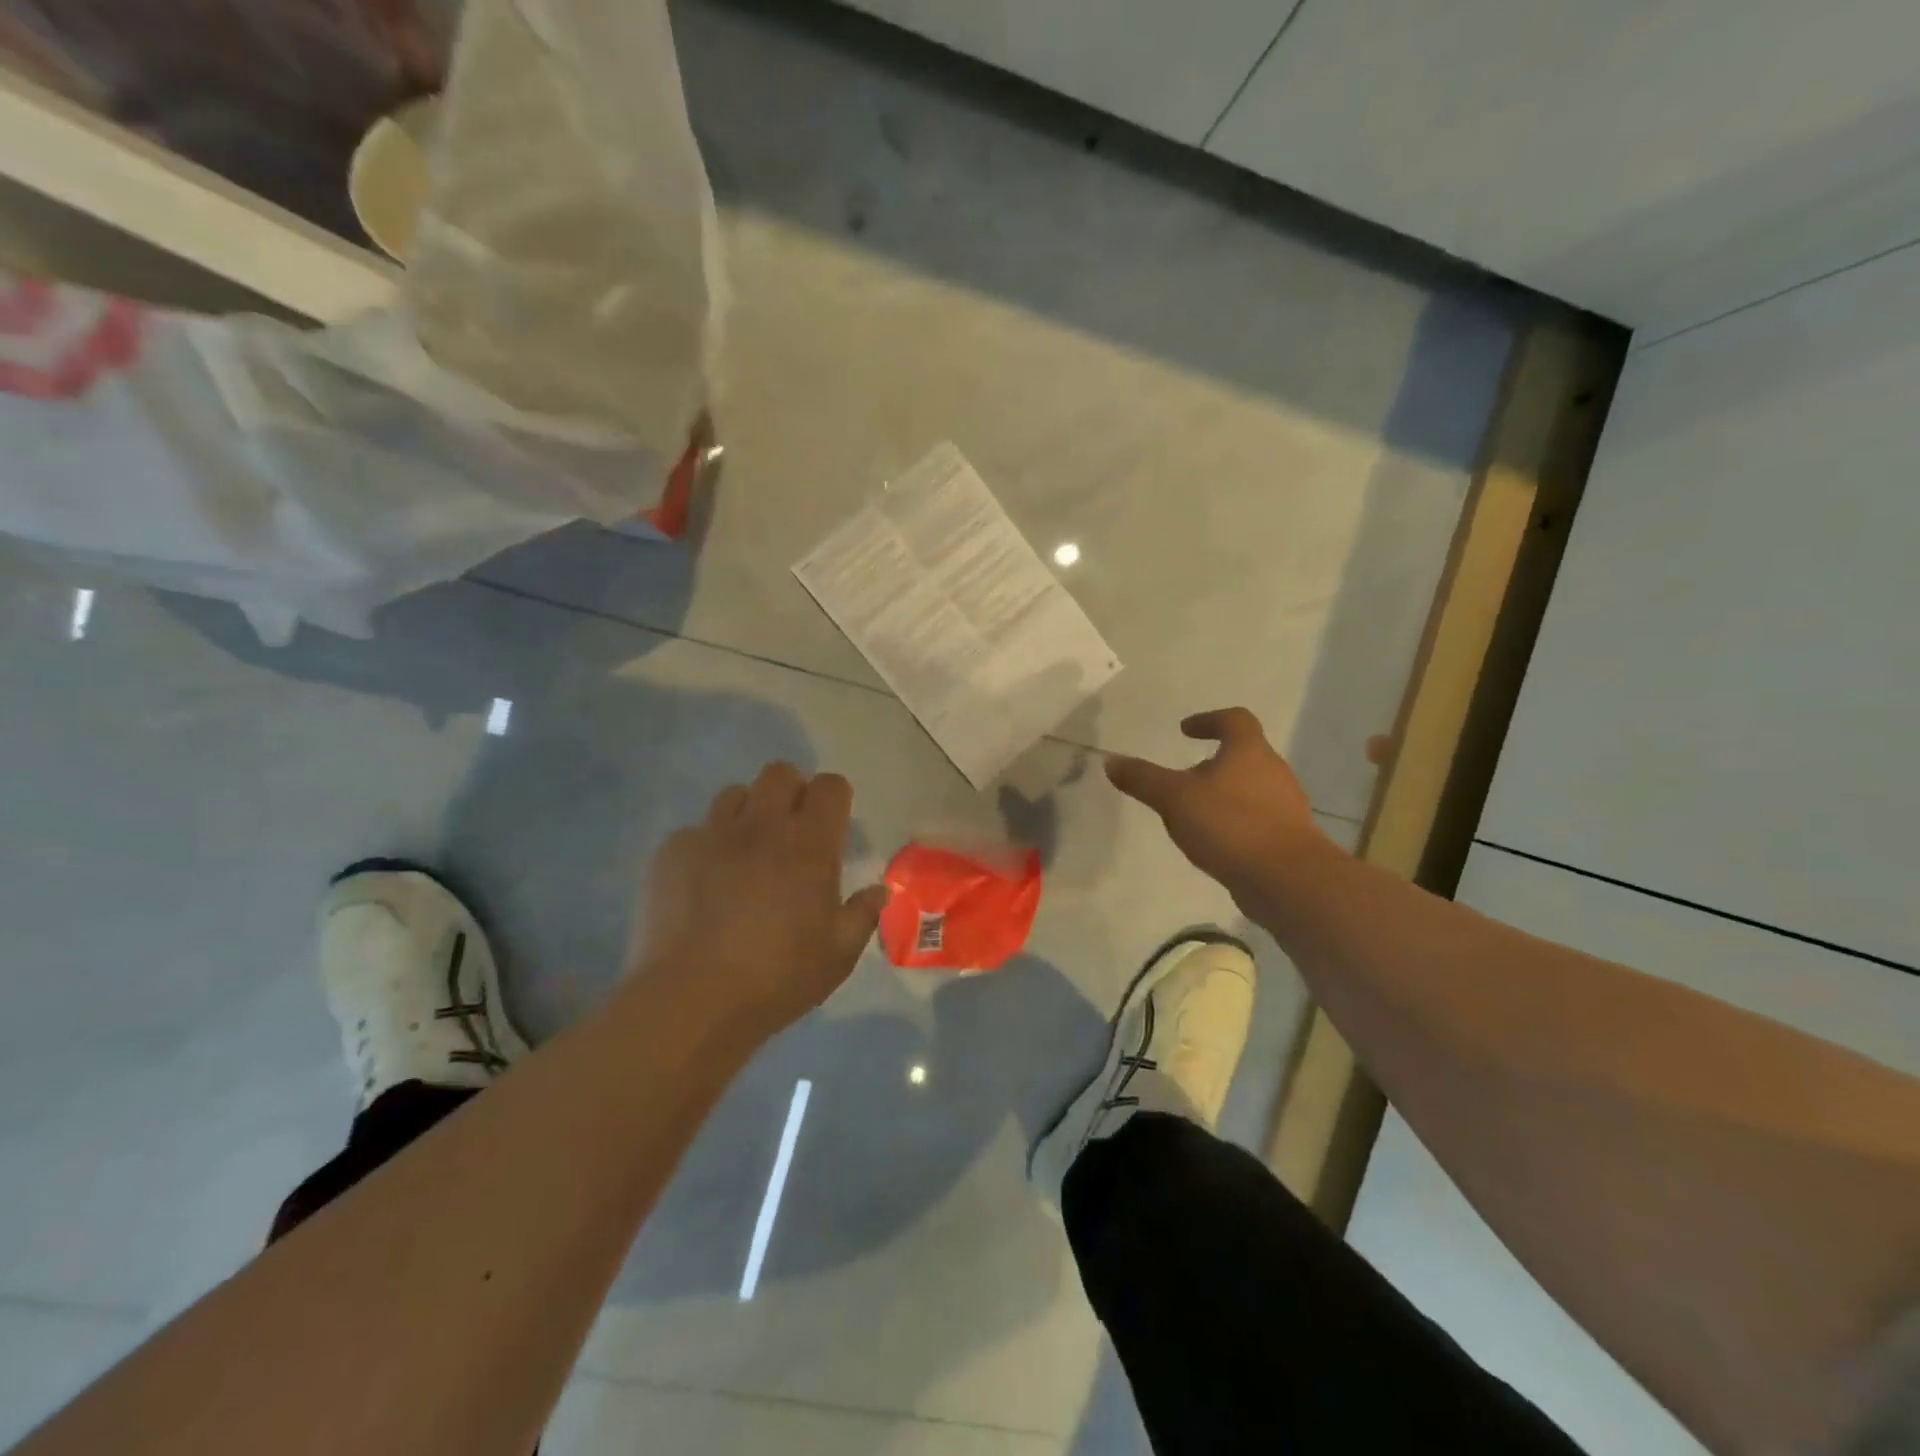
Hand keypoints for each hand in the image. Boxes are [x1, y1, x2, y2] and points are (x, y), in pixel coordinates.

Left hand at [632, 763, 886, 1044]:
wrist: (691, 1000)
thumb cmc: (777, 977)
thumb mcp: (838, 955)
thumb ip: (862, 915)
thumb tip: (878, 890)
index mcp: (808, 844)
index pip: (829, 786)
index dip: (834, 797)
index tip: (833, 822)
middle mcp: (761, 826)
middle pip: (779, 773)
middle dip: (791, 791)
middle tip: (791, 831)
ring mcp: (711, 835)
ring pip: (734, 794)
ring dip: (748, 813)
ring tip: (746, 851)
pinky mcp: (671, 853)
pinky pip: (694, 832)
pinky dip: (706, 847)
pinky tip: (704, 883)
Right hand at [1106, 708, 1340, 901]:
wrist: (1286, 879)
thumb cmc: (1229, 824)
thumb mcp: (1174, 799)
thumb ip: (1143, 779)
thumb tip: (1111, 761)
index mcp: (1249, 751)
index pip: (1234, 720)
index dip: (1209, 720)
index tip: (1186, 731)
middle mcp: (1274, 771)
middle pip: (1245, 754)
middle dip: (1214, 761)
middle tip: (1185, 775)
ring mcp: (1286, 806)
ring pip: (1252, 788)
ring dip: (1225, 793)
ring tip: (1195, 812)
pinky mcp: (1289, 837)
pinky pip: (1258, 818)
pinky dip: (1236, 821)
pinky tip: (1216, 841)